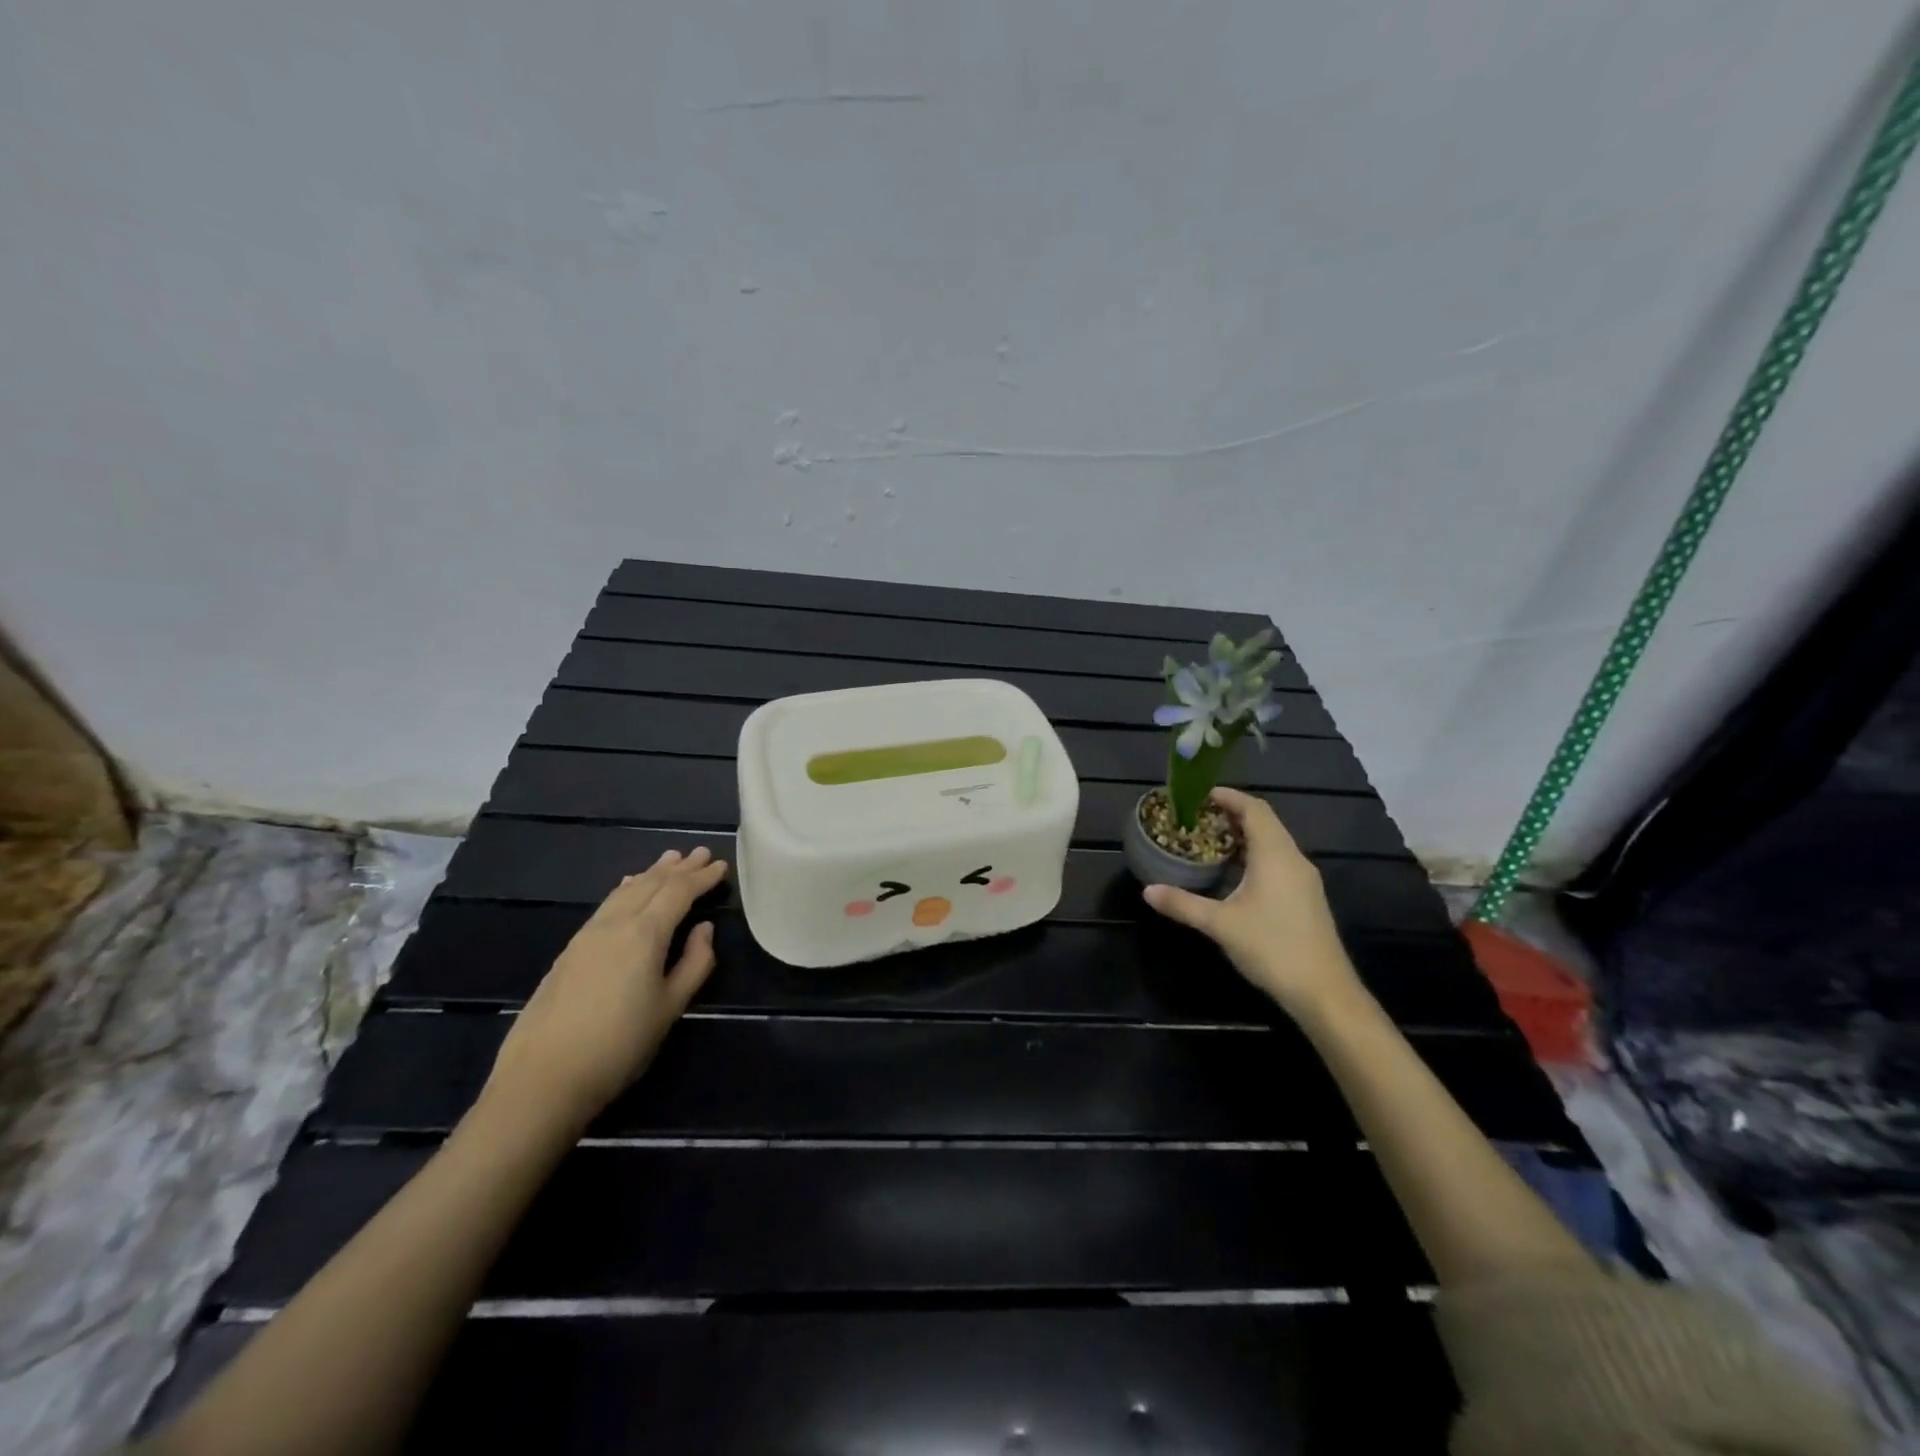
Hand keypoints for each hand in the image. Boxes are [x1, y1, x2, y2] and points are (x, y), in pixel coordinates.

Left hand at [484, 847, 728, 1129]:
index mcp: (644, 934)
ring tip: (670, 859)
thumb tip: (704, 929)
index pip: (679, 892)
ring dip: (652, 872)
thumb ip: (694, 962)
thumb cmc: (619, 1045)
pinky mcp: (570, 949)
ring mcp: (588, 934)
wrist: (543, 1078)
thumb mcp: (670, 1007)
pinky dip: (627, 888)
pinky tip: (628, 887)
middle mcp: (615, 923)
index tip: (721, 865)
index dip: (702, 877)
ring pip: (626, 890)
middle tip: (701, 853)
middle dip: (679, 868)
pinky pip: (608, 903)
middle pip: (652, 884)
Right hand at [1141, 787, 1364, 1019]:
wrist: (1324, 992)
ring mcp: (1304, 879)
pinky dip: (1255, 854)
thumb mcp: (1220, 924)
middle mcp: (1293, 859)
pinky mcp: (1306, 897)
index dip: (1228, 797)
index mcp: (1275, 855)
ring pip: (1273, 842)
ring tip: (1210, 840)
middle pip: (1264, 821)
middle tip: (1198, 817)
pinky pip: (1278, 860)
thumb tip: (1147, 890)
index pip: (1254, 809)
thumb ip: (1183, 904)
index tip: (1199, 795)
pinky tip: (1234, 872)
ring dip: (1244, 835)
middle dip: (1232, 814)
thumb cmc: (1272, 948)